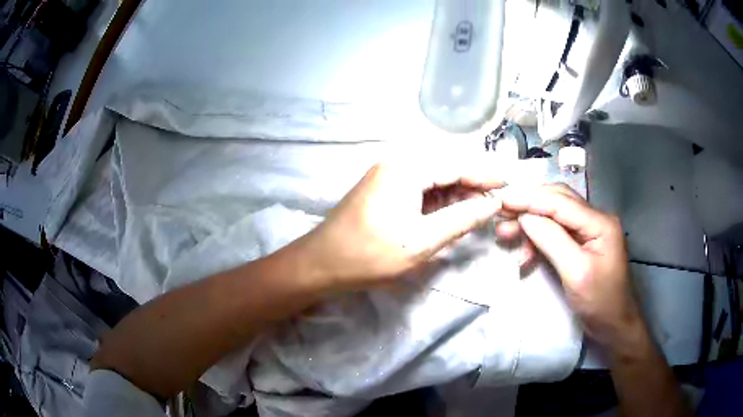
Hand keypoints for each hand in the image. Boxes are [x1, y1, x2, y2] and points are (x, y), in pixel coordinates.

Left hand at [297, 161, 504, 289]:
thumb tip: (492, 205)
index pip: (456, 165)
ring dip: (456, 194)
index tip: (508, 184)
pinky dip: (438, 201)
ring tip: (481, 210)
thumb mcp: (422, 241)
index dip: (484, 176)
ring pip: (433, 180)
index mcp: (406, 169)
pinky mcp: (384, 190)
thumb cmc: (370, 254)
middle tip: (497, 202)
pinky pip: (419, 190)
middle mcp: (397, 164)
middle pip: (445, 169)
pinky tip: (453, 213)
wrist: (321, 264)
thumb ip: (461, 219)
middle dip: (472, 186)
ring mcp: (388, 176)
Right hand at [494, 184, 641, 345]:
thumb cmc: (600, 302)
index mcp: (599, 222)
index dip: (529, 199)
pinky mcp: (583, 243)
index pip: (560, 202)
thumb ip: (552, 240)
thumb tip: (525, 217)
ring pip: (555, 216)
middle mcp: (595, 219)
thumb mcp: (575, 272)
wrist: (615, 325)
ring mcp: (590, 230)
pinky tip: (525, 254)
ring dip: (530, 224)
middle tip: (501, 216)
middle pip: (558, 201)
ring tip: (505, 234)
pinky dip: (539, 239)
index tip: (502, 200)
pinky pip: (557, 233)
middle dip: (528, 207)